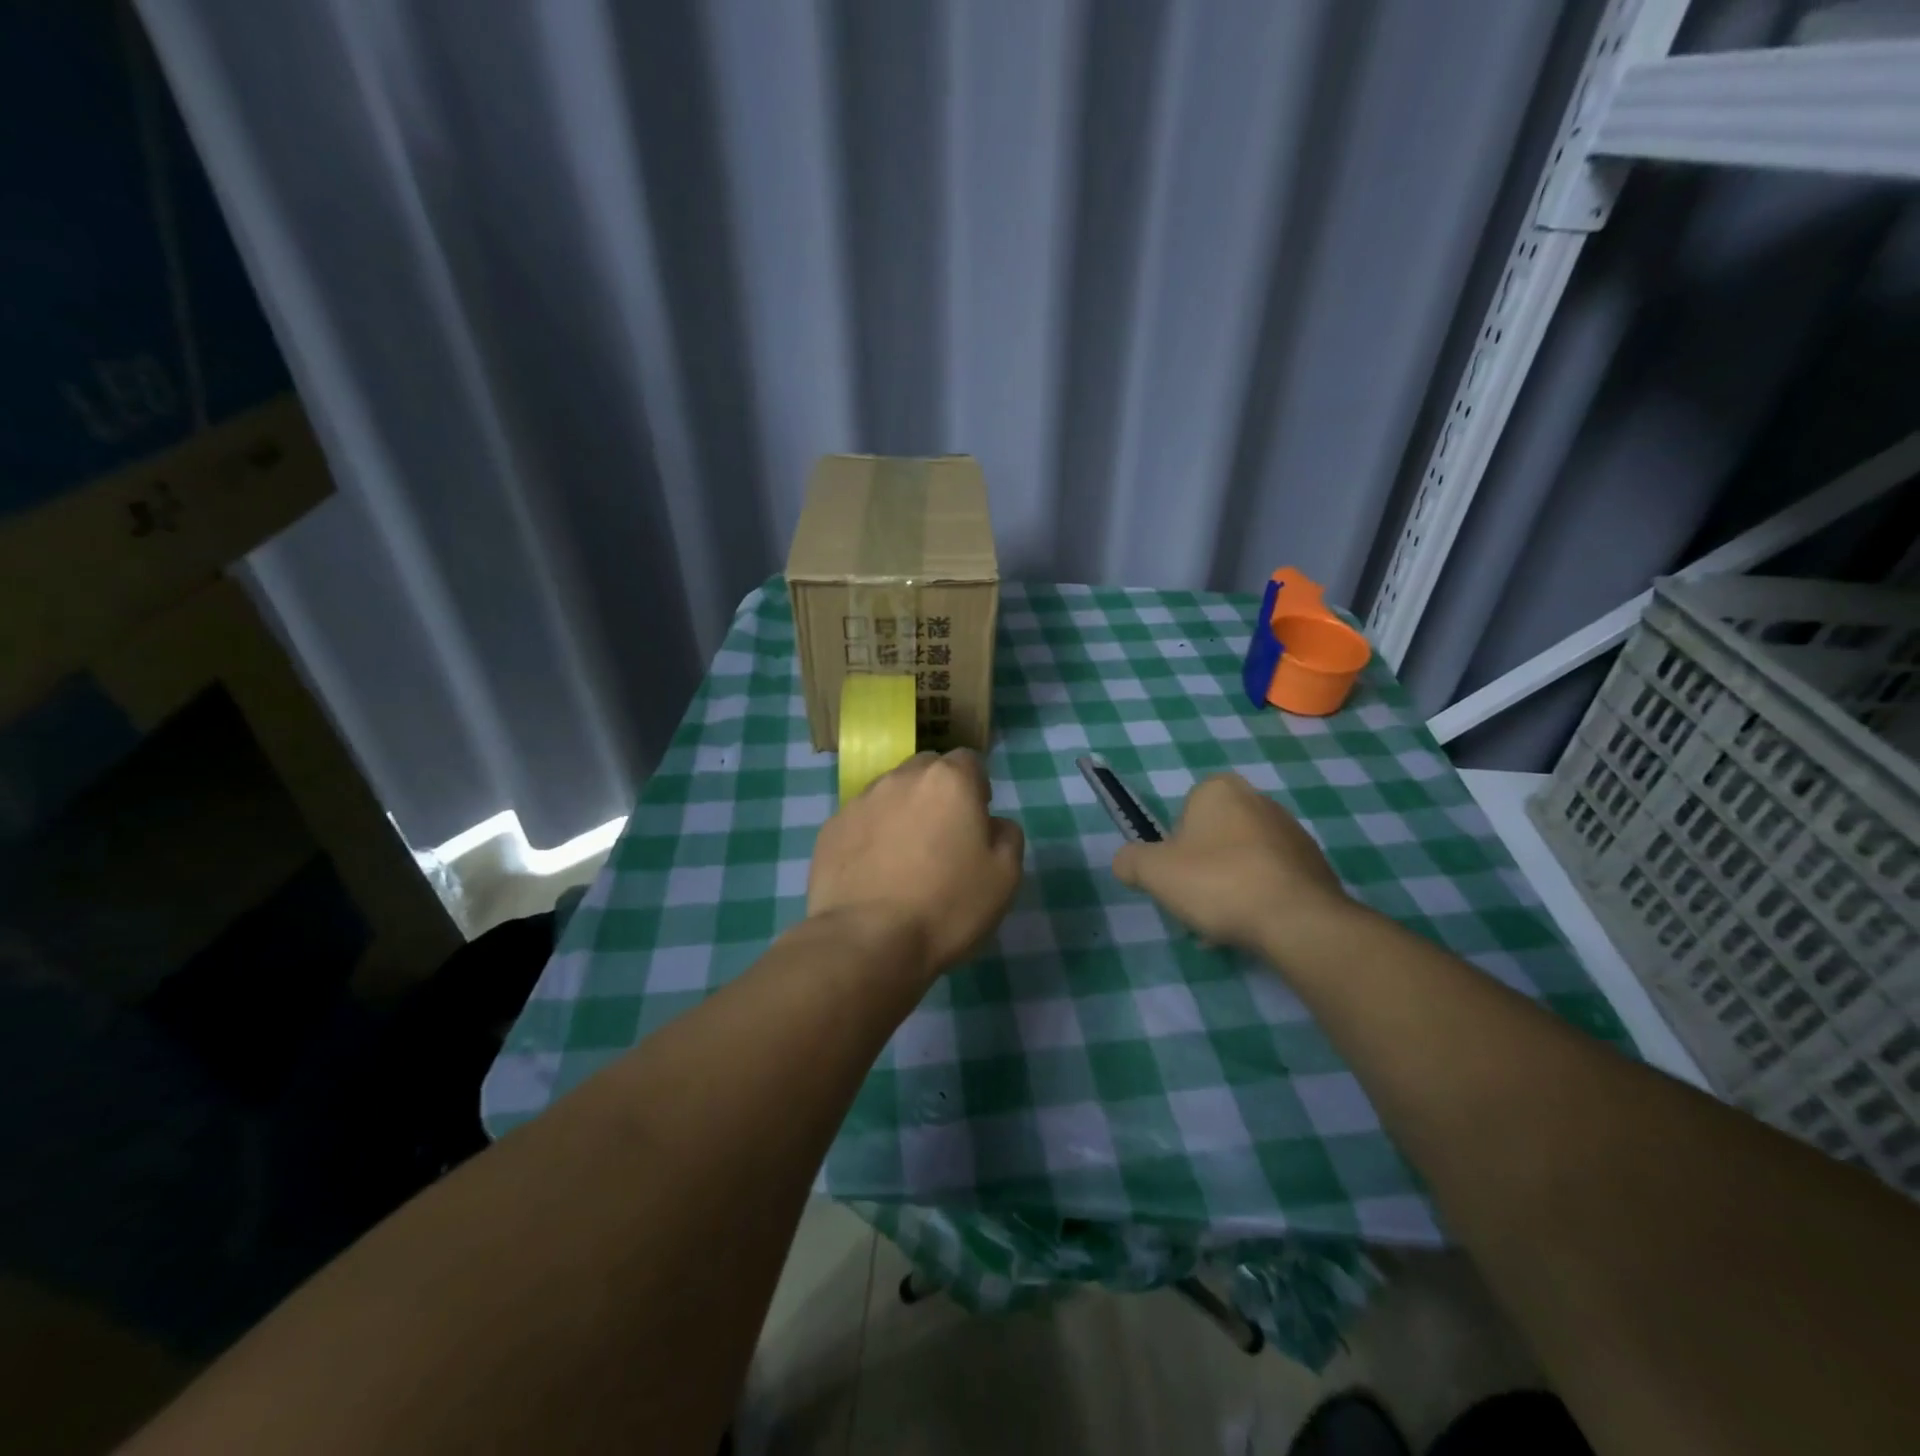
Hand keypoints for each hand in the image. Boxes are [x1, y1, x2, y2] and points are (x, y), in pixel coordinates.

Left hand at [808, 750, 1025, 978]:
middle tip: (942, 836)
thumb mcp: (1005, 876)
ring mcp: (860, 801)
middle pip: (926, 770)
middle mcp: (902, 778)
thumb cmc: (947, 905)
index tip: (976, 820)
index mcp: (948, 781)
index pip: (968, 761)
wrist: (867, 940)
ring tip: (904, 857)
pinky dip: (871, 835)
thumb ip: (1007, 836)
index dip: (976, 787)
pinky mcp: (830, 828)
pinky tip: (874, 872)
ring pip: (890, 792)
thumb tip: (992, 823)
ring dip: (902, 812)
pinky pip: (860, 820)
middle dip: (937, 792)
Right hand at [1113, 773, 1350, 952]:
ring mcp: (1292, 831)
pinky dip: (1259, 898)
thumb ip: (1129, 861)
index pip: (1184, 813)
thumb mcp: (1153, 872)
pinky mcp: (1315, 864)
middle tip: (1196, 903)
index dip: (1175, 847)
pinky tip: (1253, 926)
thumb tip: (1126, 863)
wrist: (1296, 919)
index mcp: (1219, 790)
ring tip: (1223, 924)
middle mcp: (1258, 799)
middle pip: (1214, 838)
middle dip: (1203, 869)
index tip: (1175, 876)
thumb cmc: (1217, 882)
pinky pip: (1273, 879)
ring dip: (1230, 886)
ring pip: (1243, 860)